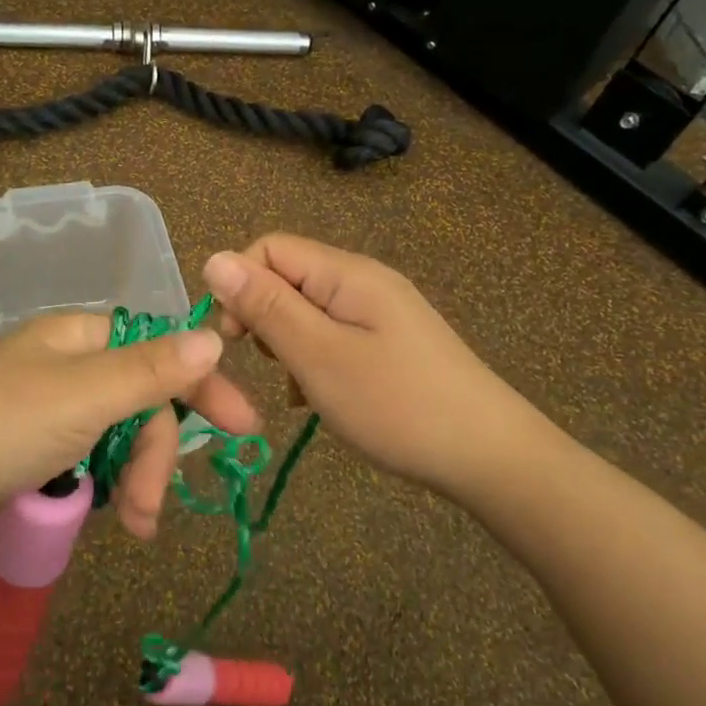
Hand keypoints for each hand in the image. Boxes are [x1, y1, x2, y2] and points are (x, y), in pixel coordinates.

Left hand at [0, 313, 260, 543]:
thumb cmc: (1, 426)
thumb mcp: (85, 396)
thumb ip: (152, 370)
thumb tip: (212, 337)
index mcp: (78, 337)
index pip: (158, 350)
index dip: (201, 385)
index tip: (242, 428)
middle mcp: (64, 364)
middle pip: (138, 402)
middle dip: (153, 456)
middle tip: (149, 510)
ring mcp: (44, 407)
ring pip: (115, 436)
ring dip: (131, 479)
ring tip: (132, 526)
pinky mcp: (28, 447)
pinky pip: (85, 459)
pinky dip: (100, 486)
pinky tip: (100, 514)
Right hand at [201, 234, 567, 500]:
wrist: (491, 457)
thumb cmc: (396, 404)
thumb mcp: (318, 355)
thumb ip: (265, 306)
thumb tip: (213, 259)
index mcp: (346, 273)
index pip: (268, 249)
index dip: (240, 285)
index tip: (235, 339)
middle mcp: (363, 281)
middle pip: (288, 277)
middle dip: (264, 317)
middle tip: (272, 368)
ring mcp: (380, 312)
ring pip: (307, 311)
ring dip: (288, 344)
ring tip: (300, 389)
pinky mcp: (390, 342)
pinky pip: (333, 335)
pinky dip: (315, 360)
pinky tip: (322, 398)